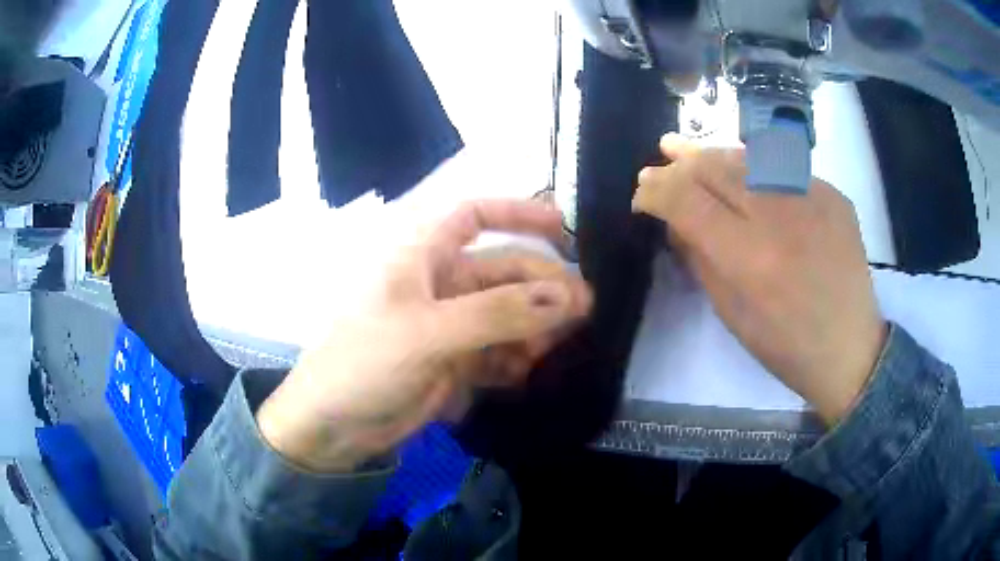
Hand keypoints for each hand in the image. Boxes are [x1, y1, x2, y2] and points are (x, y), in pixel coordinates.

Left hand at [257, 200, 592, 471]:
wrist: (333, 426)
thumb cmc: (365, 363)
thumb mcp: (428, 333)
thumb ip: (498, 315)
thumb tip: (566, 297)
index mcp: (421, 257)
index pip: (474, 215)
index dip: (517, 213)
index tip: (563, 227)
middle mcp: (439, 284)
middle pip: (503, 271)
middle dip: (542, 286)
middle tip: (584, 308)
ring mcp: (449, 325)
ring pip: (506, 314)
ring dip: (535, 326)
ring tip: (562, 345)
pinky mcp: (455, 362)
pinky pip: (498, 351)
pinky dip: (518, 359)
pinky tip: (531, 371)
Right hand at [633, 134, 885, 424]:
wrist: (850, 347)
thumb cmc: (785, 345)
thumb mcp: (731, 313)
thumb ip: (699, 258)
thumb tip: (673, 220)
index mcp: (751, 259)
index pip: (687, 202)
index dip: (657, 190)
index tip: (642, 192)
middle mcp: (781, 216)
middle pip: (717, 168)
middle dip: (681, 162)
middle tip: (663, 157)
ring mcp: (812, 199)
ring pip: (750, 158)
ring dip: (715, 155)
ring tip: (692, 152)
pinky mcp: (833, 195)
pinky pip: (784, 170)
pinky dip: (756, 169)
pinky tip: (745, 175)